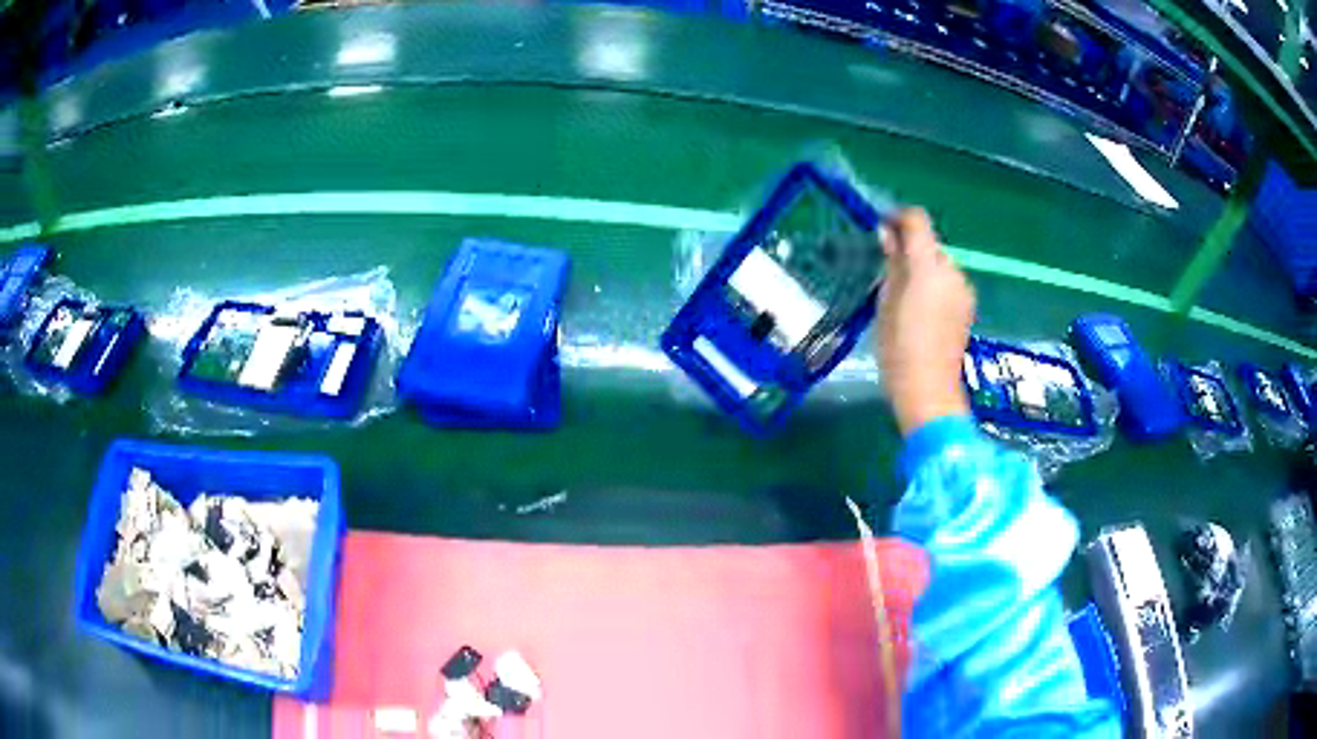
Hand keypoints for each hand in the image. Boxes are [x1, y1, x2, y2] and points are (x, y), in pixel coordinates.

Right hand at [875, 209, 975, 436]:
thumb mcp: (885, 301)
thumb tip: (888, 234)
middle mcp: (951, 271)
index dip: (898, 218)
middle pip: (930, 243)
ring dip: (923, 268)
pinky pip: (949, 283)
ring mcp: (964, 289)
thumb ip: (891, 263)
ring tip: (904, 295)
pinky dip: (935, 285)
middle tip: (888, 269)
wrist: (928, 390)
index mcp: (927, 266)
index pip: (917, 220)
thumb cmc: (898, 348)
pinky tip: (922, 311)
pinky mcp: (968, 307)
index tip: (881, 230)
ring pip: (940, 264)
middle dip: (910, 248)